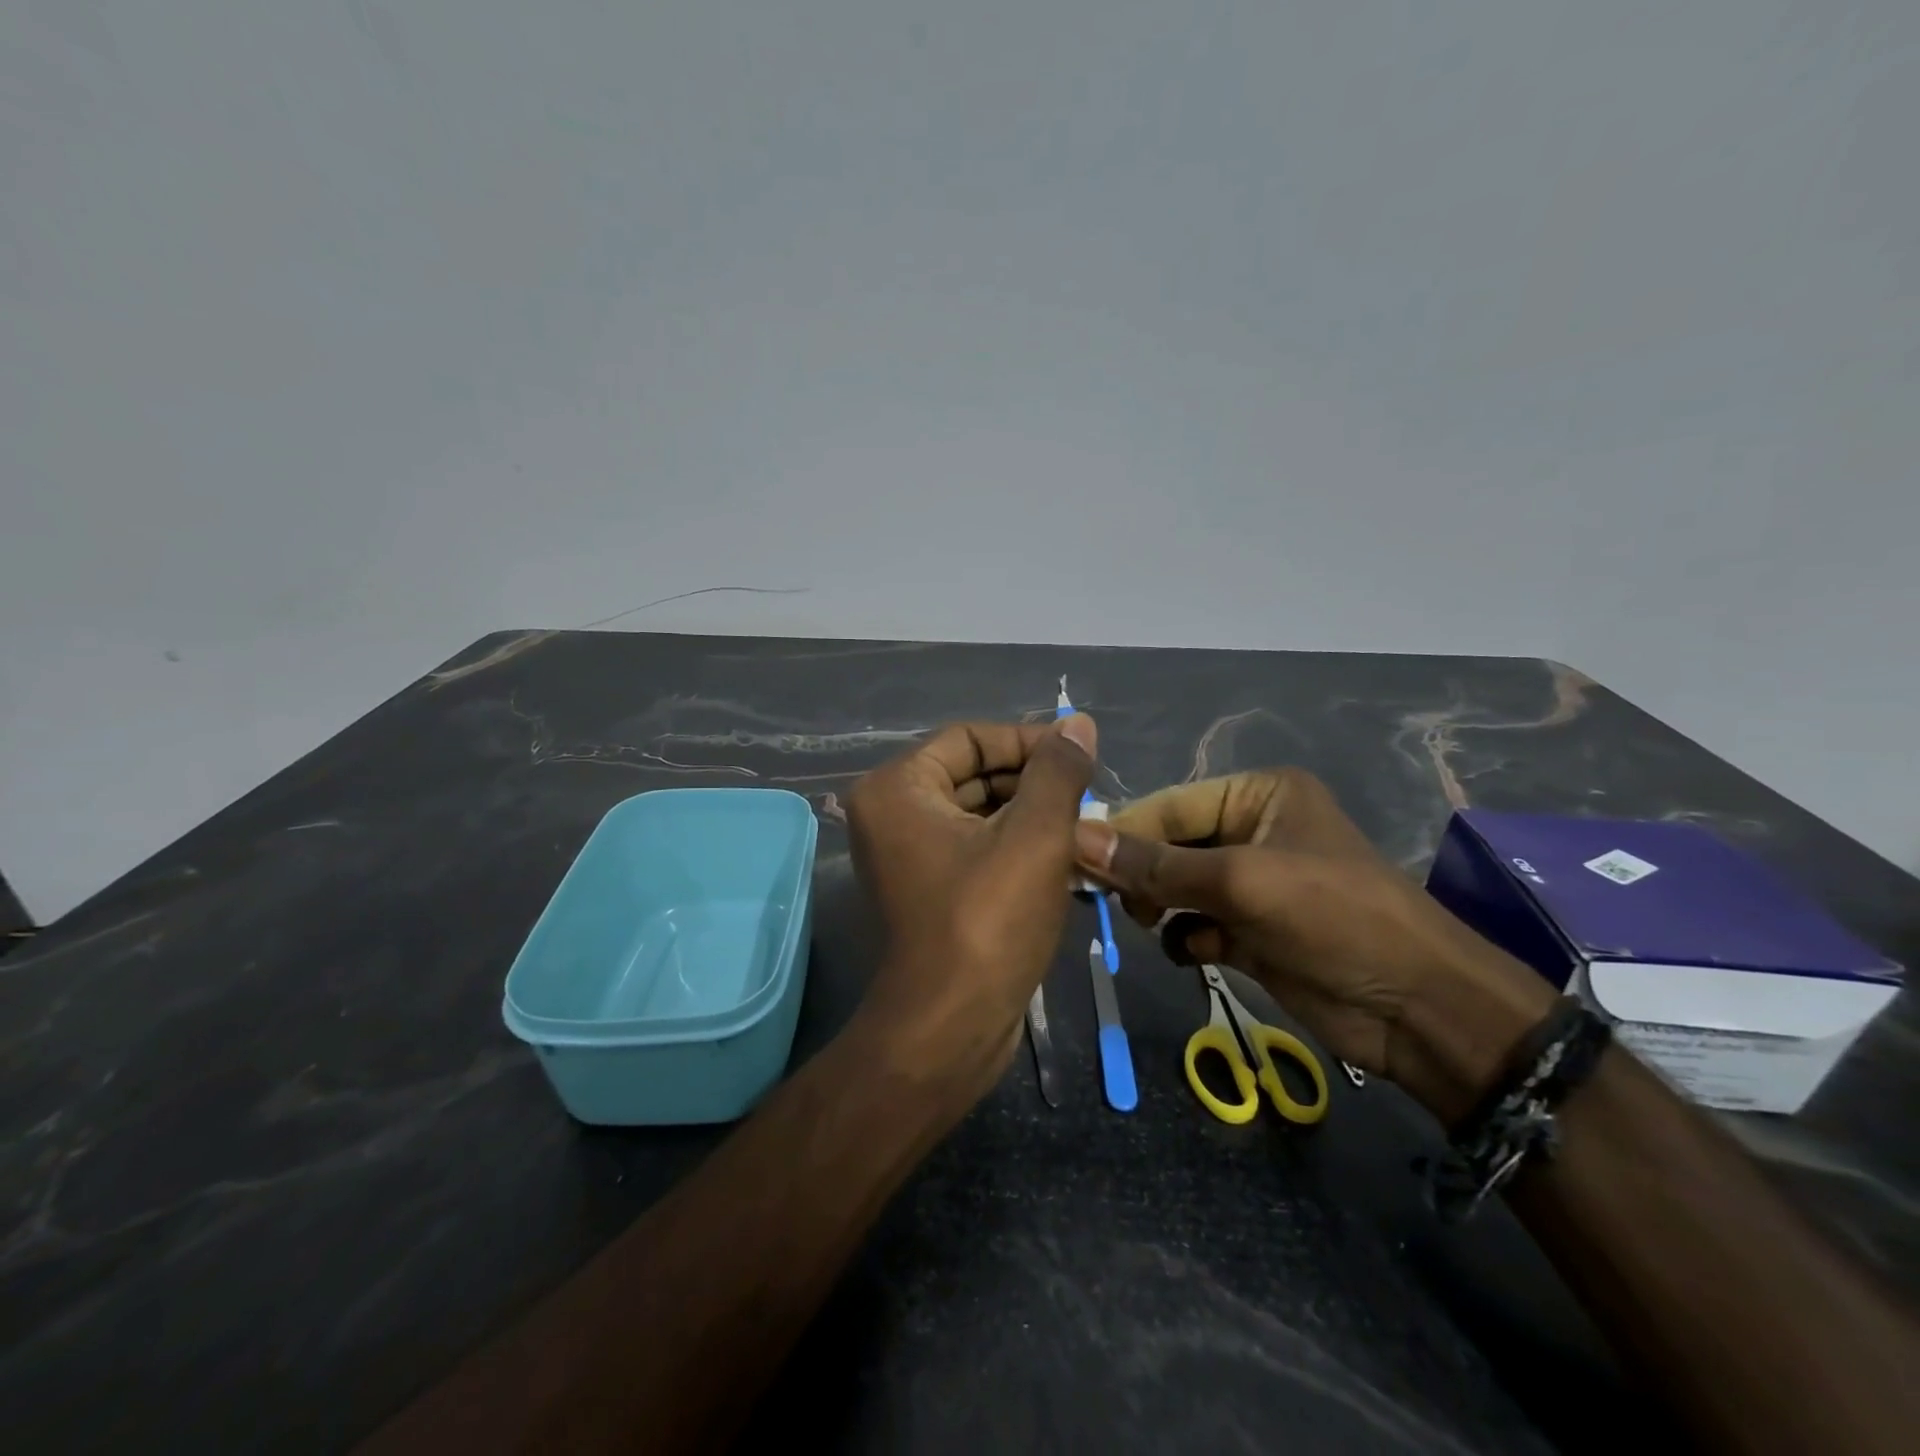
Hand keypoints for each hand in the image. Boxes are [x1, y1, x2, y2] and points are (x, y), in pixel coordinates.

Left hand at [846, 716, 1097, 1102]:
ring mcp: (906, 853)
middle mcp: (891, 813)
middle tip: (1089, 796)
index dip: (1028, 741)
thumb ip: (1057, 772)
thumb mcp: (1034, 836)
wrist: (950, 1026)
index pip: (971, 738)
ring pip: (979, 812)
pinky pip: (975, 846)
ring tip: (1087, 827)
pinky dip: (1016, 846)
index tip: (1081, 755)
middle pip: (973, 773)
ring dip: (1032, 816)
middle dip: (1034, 783)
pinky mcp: (927, 887)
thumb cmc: (988, 921)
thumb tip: (1076, 723)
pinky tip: (1065, 858)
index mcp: (898, 787)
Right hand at [1072, 769, 1554, 1124]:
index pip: (1170, 805)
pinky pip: (1195, 921)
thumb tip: (1077, 839)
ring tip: (1151, 924)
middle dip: (1143, 873)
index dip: (1124, 832)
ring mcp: (1253, 883)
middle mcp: (1253, 830)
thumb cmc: (1334, 919)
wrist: (1419, 1009)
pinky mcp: (1252, 930)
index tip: (1075, 860)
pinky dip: (1184, 934)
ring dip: (1159, 905)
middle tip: (1117, 903)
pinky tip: (1194, 950)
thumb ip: (1156, 864)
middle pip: (1170, 845)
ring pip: (1177, 885)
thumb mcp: (1241, 882)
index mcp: (1258, 796)